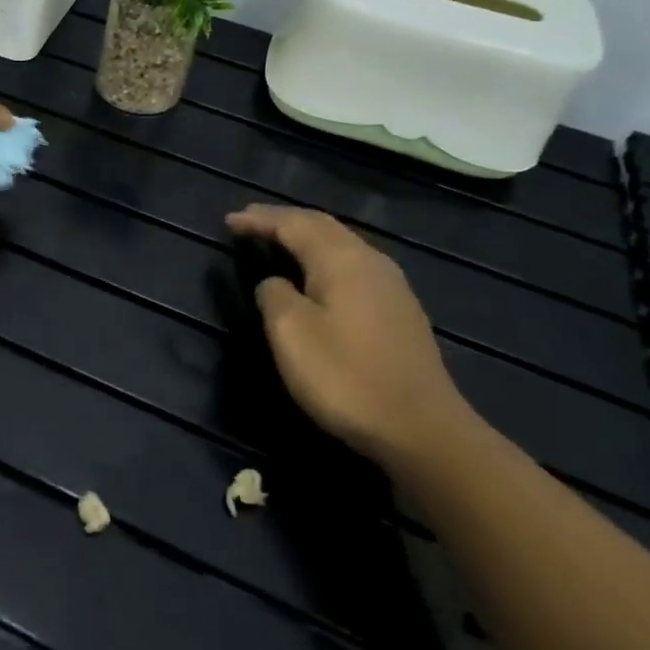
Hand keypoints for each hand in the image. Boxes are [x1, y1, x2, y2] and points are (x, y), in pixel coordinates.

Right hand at [224, 205, 480, 468]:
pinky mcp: (400, 310)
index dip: (259, 220)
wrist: (421, 429)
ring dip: (306, 236)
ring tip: (278, 240)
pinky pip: (353, 265)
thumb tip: (275, 283)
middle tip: (250, 220)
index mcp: (342, 260)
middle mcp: (370, 261)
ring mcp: (392, 286)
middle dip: (284, 220)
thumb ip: (274, 295)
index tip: (228, 221)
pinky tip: (316, 273)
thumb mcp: (290, 333)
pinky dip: (324, 257)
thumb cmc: (345, 377)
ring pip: (341, 244)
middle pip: (322, 226)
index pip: (293, 225)